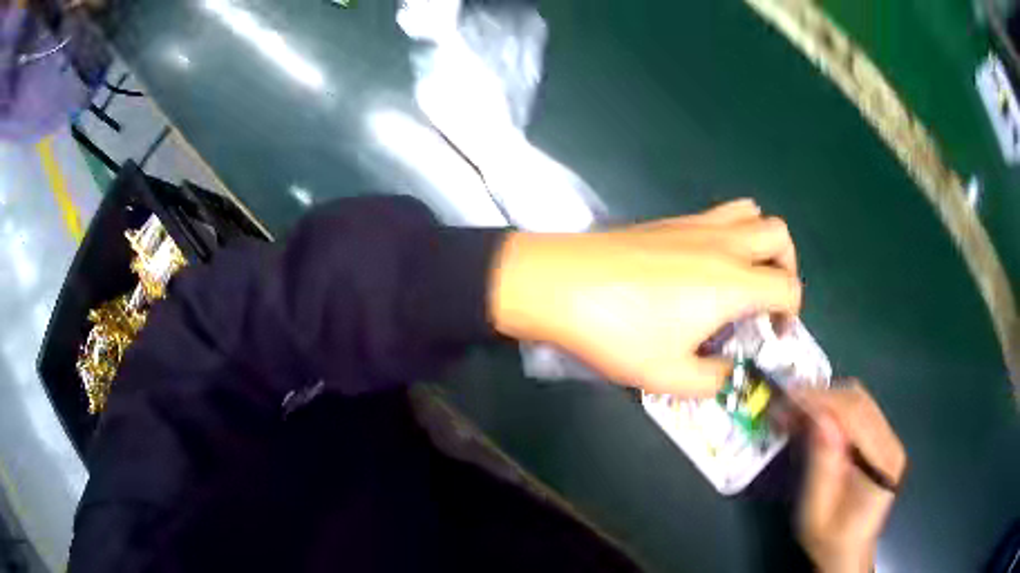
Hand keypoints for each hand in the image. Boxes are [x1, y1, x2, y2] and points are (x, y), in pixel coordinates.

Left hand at [489, 199, 801, 395]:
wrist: (558, 283)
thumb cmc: (617, 332)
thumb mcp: (668, 376)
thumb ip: (712, 380)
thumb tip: (728, 372)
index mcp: (733, 283)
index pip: (788, 287)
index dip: (791, 314)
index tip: (774, 335)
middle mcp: (724, 245)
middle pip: (779, 235)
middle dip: (787, 267)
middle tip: (767, 299)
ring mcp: (696, 225)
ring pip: (752, 213)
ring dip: (761, 242)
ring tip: (744, 275)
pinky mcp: (671, 220)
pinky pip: (720, 212)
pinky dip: (733, 231)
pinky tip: (708, 262)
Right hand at [793, 381, 906, 572]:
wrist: (847, 552)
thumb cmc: (829, 540)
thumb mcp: (816, 513)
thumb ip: (821, 467)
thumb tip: (819, 420)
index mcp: (881, 463)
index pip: (855, 415)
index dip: (822, 401)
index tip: (788, 398)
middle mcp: (891, 443)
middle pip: (859, 401)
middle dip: (821, 396)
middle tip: (786, 403)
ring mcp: (888, 439)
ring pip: (858, 400)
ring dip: (825, 399)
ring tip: (795, 409)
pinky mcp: (881, 439)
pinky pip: (858, 411)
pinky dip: (833, 408)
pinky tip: (813, 418)